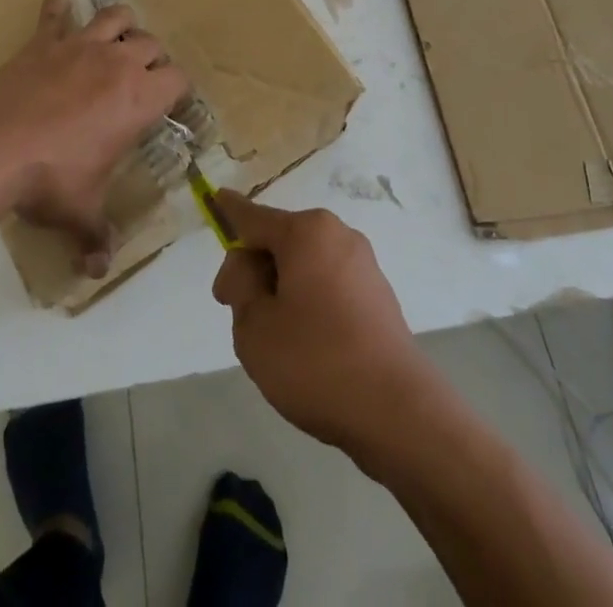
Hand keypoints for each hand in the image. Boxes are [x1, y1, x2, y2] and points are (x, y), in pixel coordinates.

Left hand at [0, 0, 187, 277]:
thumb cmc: (51, 179)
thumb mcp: (80, 212)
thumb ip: (96, 237)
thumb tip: (98, 271)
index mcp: (139, 99)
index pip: (178, 80)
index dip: (178, 90)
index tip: (171, 102)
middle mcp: (118, 63)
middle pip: (151, 43)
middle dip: (152, 57)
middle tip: (141, 76)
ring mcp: (80, 46)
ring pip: (115, 16)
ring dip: (120, 24)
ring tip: (116, 37)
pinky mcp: (44, 41)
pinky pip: (56, 14)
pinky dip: (59, 9)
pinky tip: (59, 6)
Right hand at [210, 192, 440, 458]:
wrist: (398, 413)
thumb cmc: (316, 361)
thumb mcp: (255, 325)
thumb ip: (240, 285)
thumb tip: (249, 266)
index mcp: (307, 231)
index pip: (253, 216)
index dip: (229, 212)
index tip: (214, 199)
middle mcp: (337, 235)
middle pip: (280, 241)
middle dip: (254, 269)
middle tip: (237, 314)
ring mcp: (363, 265)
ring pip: (304, 266)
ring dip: (282, 290)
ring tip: (275, 342)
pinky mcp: (378, 296)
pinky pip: (328, 286)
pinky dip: (309, 304)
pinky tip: (308, 349)